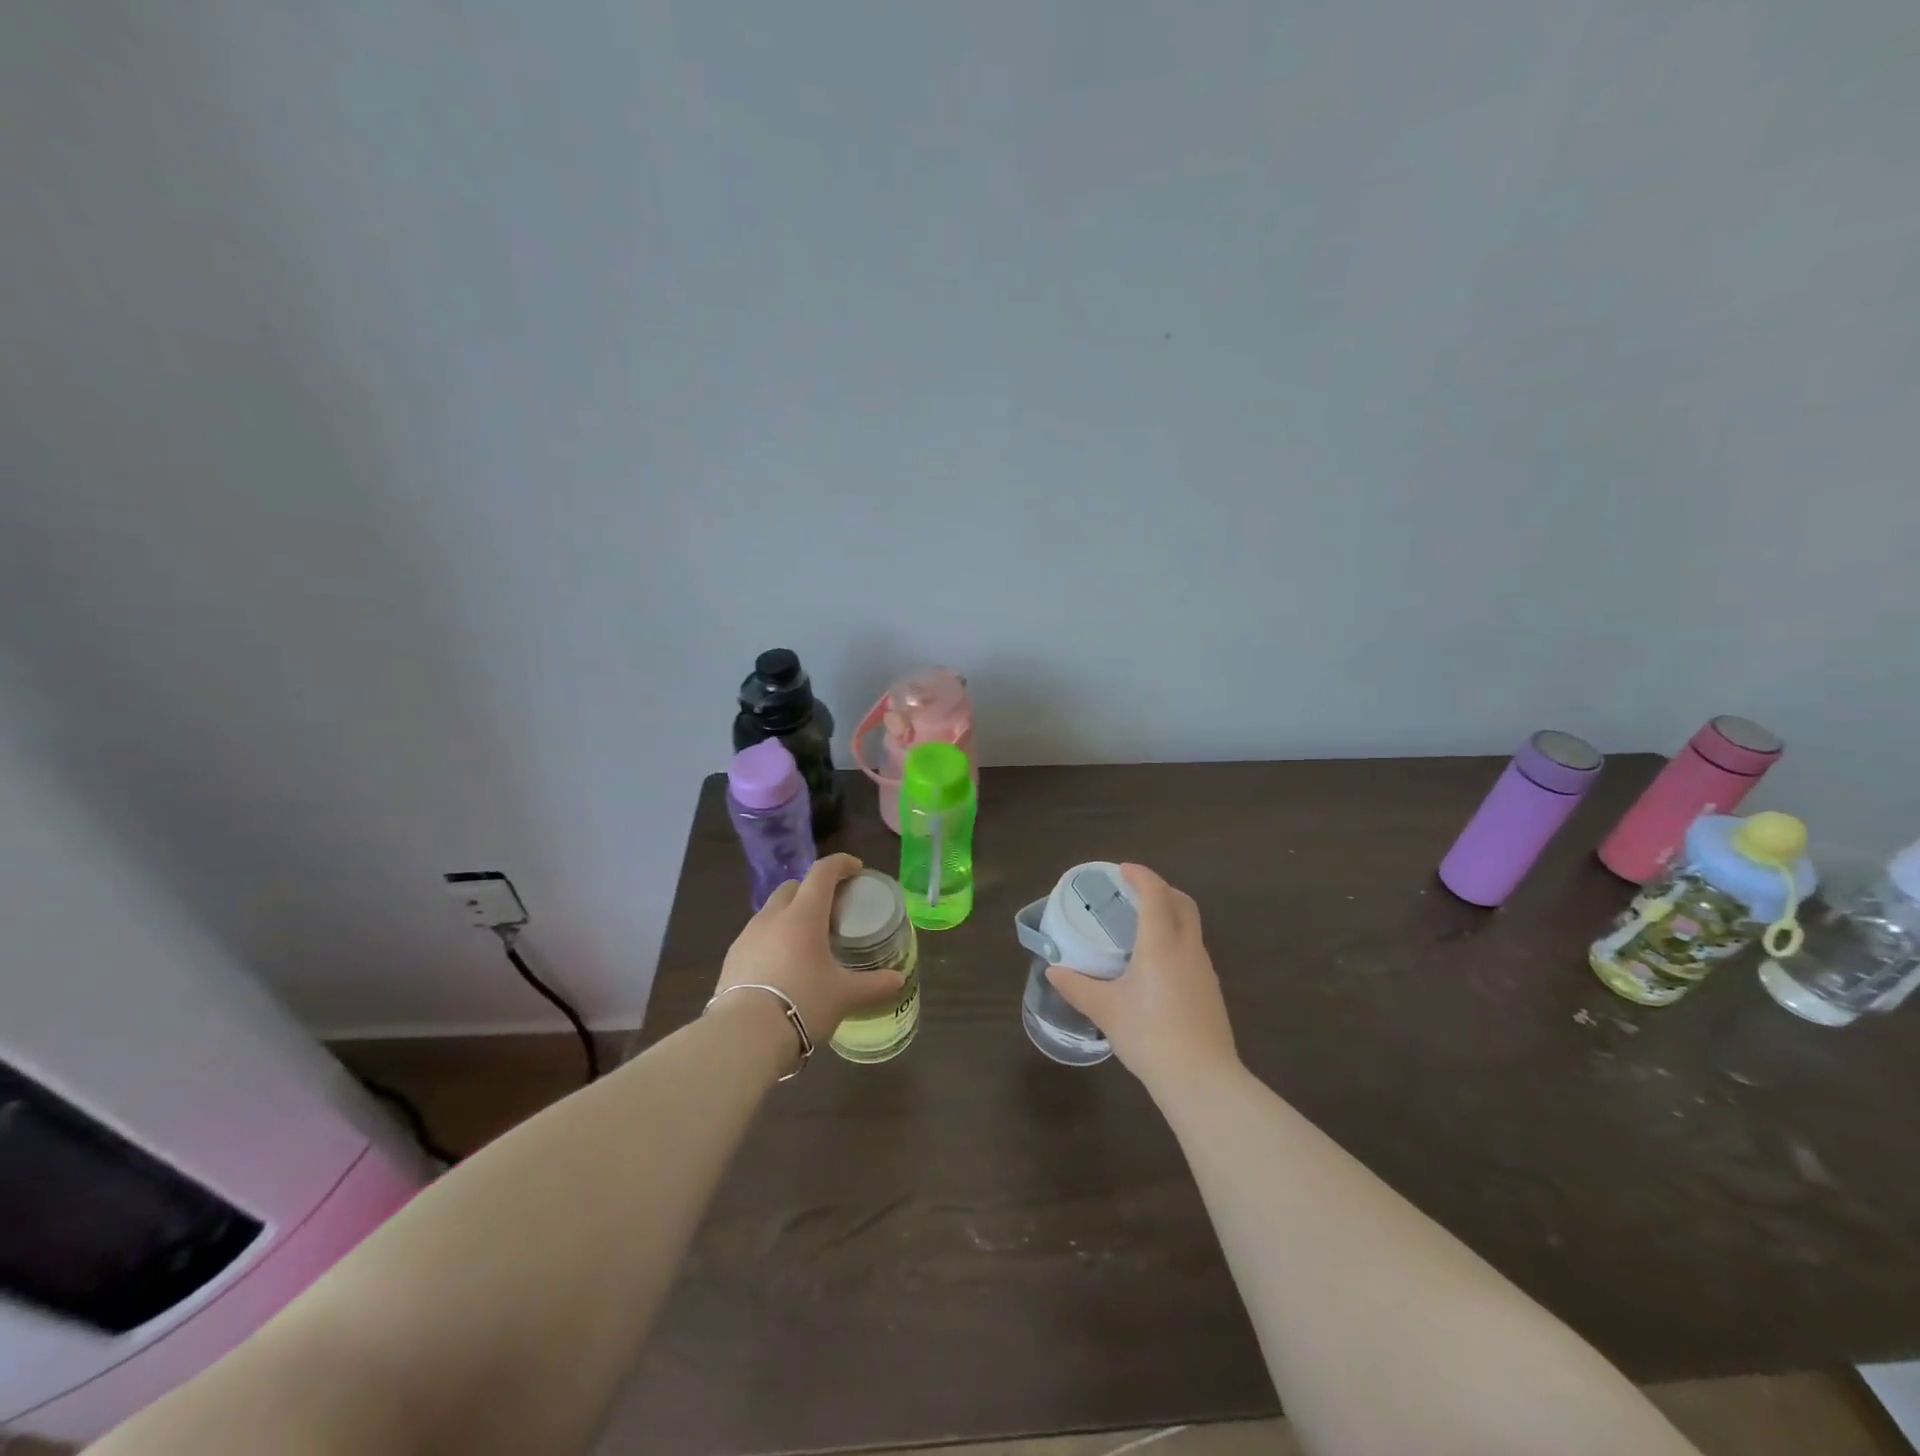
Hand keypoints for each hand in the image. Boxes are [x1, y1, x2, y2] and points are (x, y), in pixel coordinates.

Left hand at [713, 854, 906, 1066]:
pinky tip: (781, 966)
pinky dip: (772, 940)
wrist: (743, 1036)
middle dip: (813, 889)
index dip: (841, 864)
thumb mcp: (845, 996)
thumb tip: (898, 980)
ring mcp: (747, 936)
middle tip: (831, 908)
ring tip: (806, 941)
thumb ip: (874, 985)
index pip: (822, 872)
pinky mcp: (731, 958)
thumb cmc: (803, 1003)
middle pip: (793, 887)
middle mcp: (773, 916)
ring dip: (790, 915)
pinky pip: (756, 936)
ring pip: (771, 911)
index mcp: (804, 915)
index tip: (856, 869)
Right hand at [1045, 863, 1237, 1093]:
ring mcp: (1203, 970)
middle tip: (1133, 893)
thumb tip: (1052, 971)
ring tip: (1141, 928)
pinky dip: (1174, 940)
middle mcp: (1187, 948)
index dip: (1140, 875)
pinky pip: (1192, 950)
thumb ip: (1077, 987)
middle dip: (1160, 889)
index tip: (1122, 870)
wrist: (1202, 1080)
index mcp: (1161, 943)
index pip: (1155, 893)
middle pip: (1182, 903)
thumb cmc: (1150, 1036)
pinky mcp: (1210, 991)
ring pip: (1190, 927)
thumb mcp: (1105, 1010)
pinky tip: (1155, 966)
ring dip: (1169, 915)